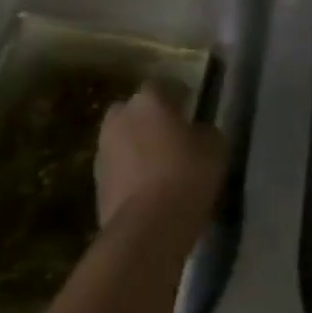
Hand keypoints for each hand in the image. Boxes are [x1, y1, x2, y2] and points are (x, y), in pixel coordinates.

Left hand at [94, 85, 225, 242]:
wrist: (148, 227)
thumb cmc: (187, 175)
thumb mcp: (215, 147)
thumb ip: (205, 131)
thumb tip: (198, 132)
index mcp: (148, 100)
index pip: (164, 86)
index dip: (179, 96)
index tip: (192, 109)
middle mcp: (120, 116)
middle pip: (136, 111)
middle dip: (151, 120)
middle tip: (173, 137)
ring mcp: (103, 149)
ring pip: (124, 139)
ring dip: (138, 147)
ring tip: (161, 166)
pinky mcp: (96, 181)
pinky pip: (119, 167)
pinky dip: (131, 173)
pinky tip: (150, 189)